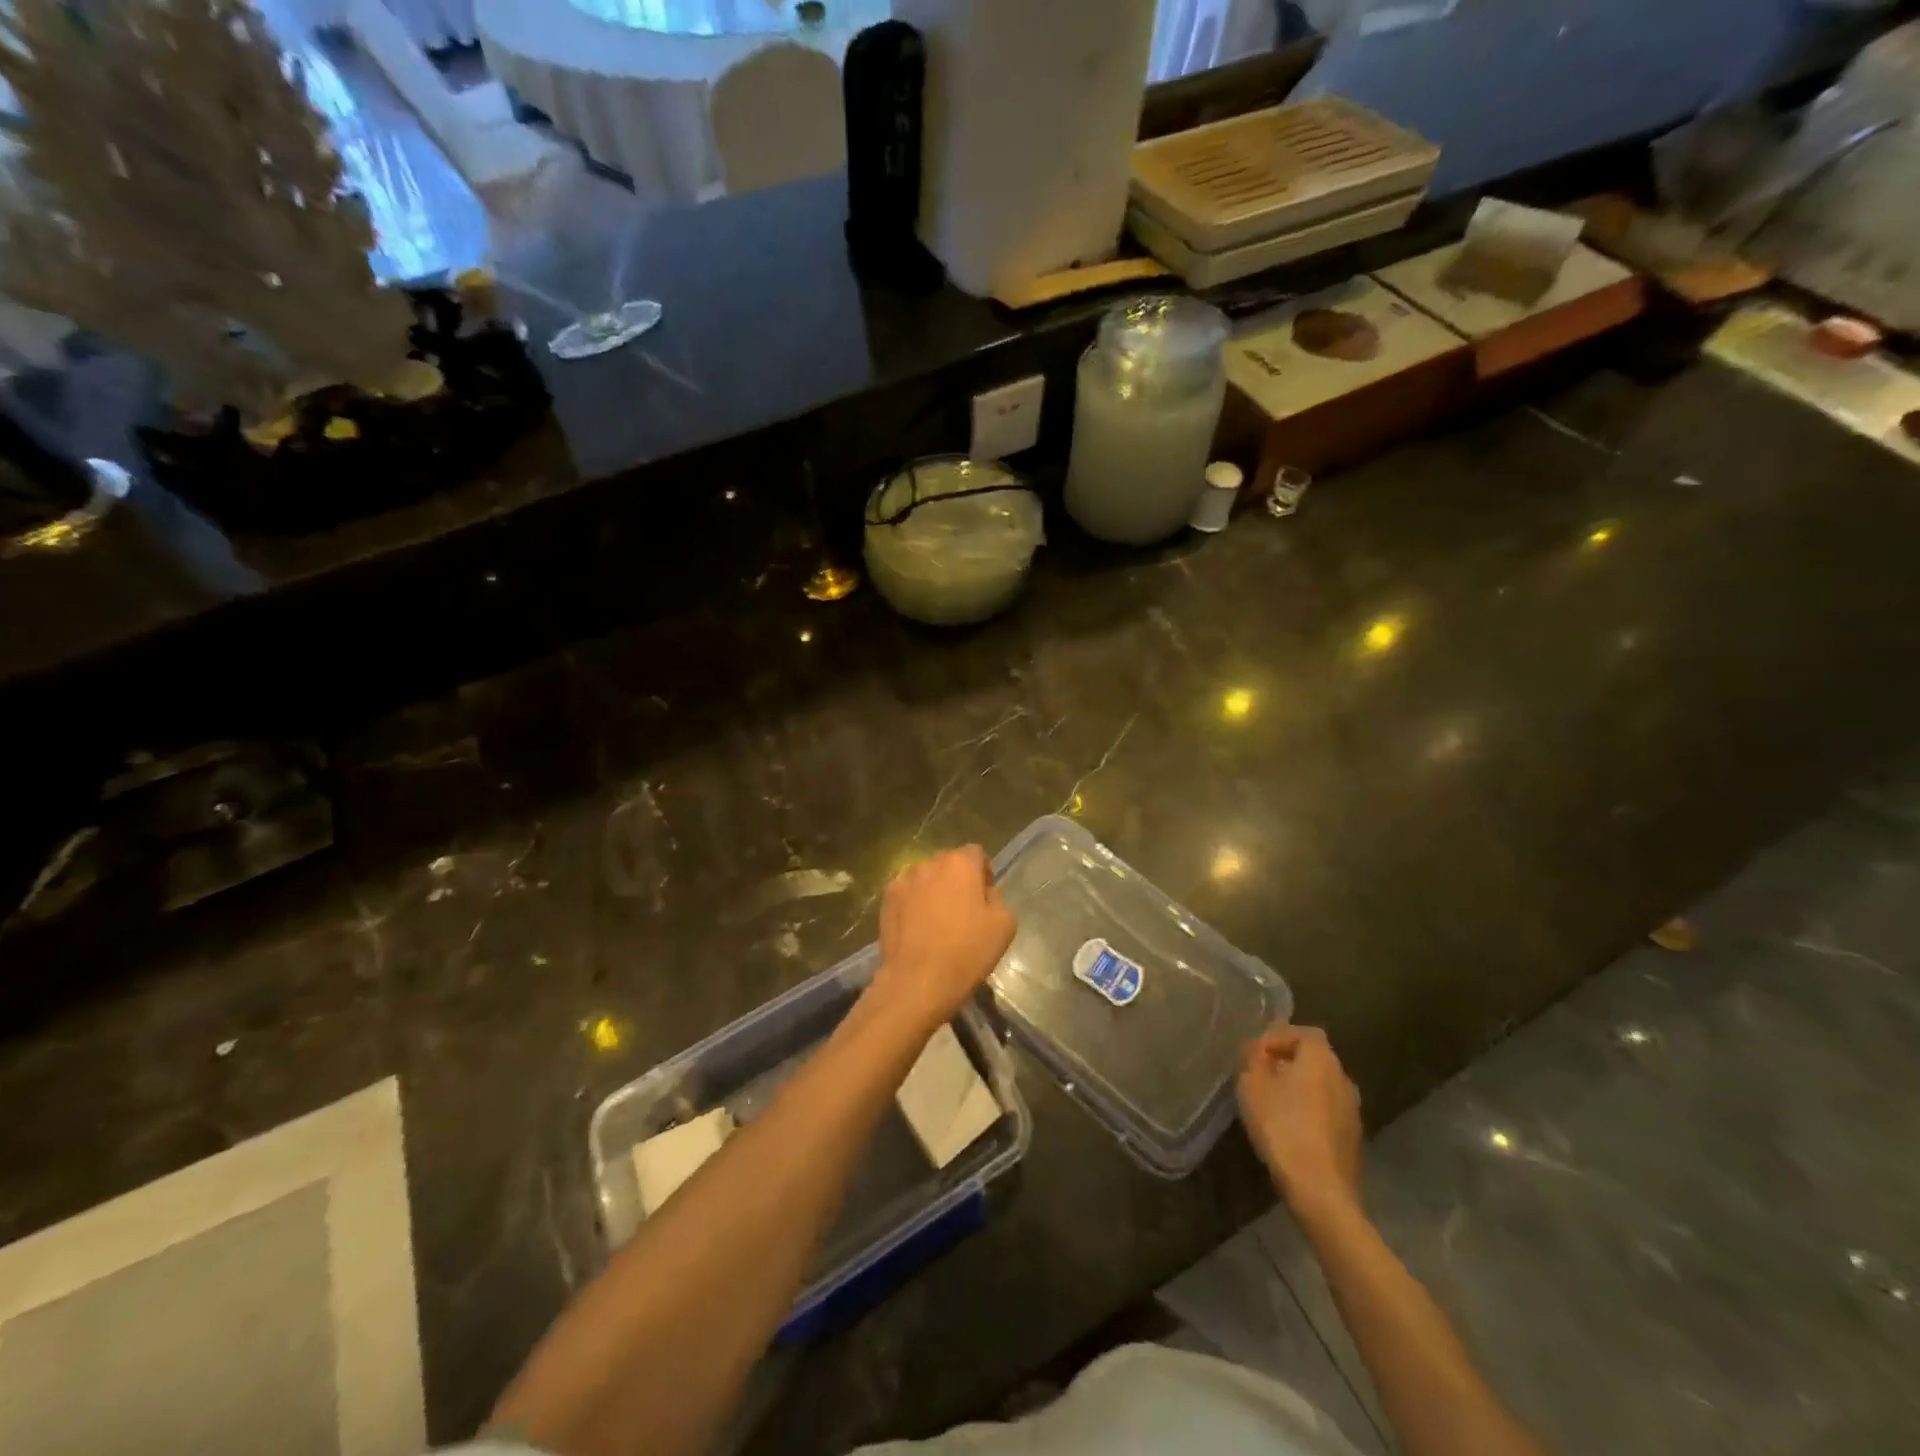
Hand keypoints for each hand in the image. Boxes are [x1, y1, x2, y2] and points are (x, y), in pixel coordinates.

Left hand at [871, 846, 1015, 1033]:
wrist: (918, 982)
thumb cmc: (966, 953)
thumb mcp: (1004, 926)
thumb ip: (997, 898)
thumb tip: (985, 893)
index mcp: (960, 864)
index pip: (976, 853)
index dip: (983, 873)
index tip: (985, 898)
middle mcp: (929, 864)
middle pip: (948, 863)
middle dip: (957, 880)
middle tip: (963, 911)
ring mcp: (903, 881)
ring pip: (925, 878)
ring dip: (934, 890)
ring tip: (937, 922)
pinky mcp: (886, 900)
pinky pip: (907, 894)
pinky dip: (913, 904)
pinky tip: (917, 929)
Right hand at [1237, 1024, 1363, 1221]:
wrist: (1321, 1190)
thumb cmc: (1283, 1127)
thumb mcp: (1252, 1084)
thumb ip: (1252, 1057)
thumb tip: (1256, 1048)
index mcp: (1321, 1058)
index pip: (1302, 1033)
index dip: (1277, 1037)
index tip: (1255, 1054)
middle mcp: (1343, 1078)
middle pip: (1313, 1058)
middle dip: (1286, 1063)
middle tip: (1259, 1076)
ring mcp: (1353, 1110)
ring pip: (1321, 1086)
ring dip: (1298, 1088)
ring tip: (1271, 1103)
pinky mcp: (1353, 1138)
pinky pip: (1327, 1111)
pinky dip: (1309, 1111)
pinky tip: (1290, 1129)